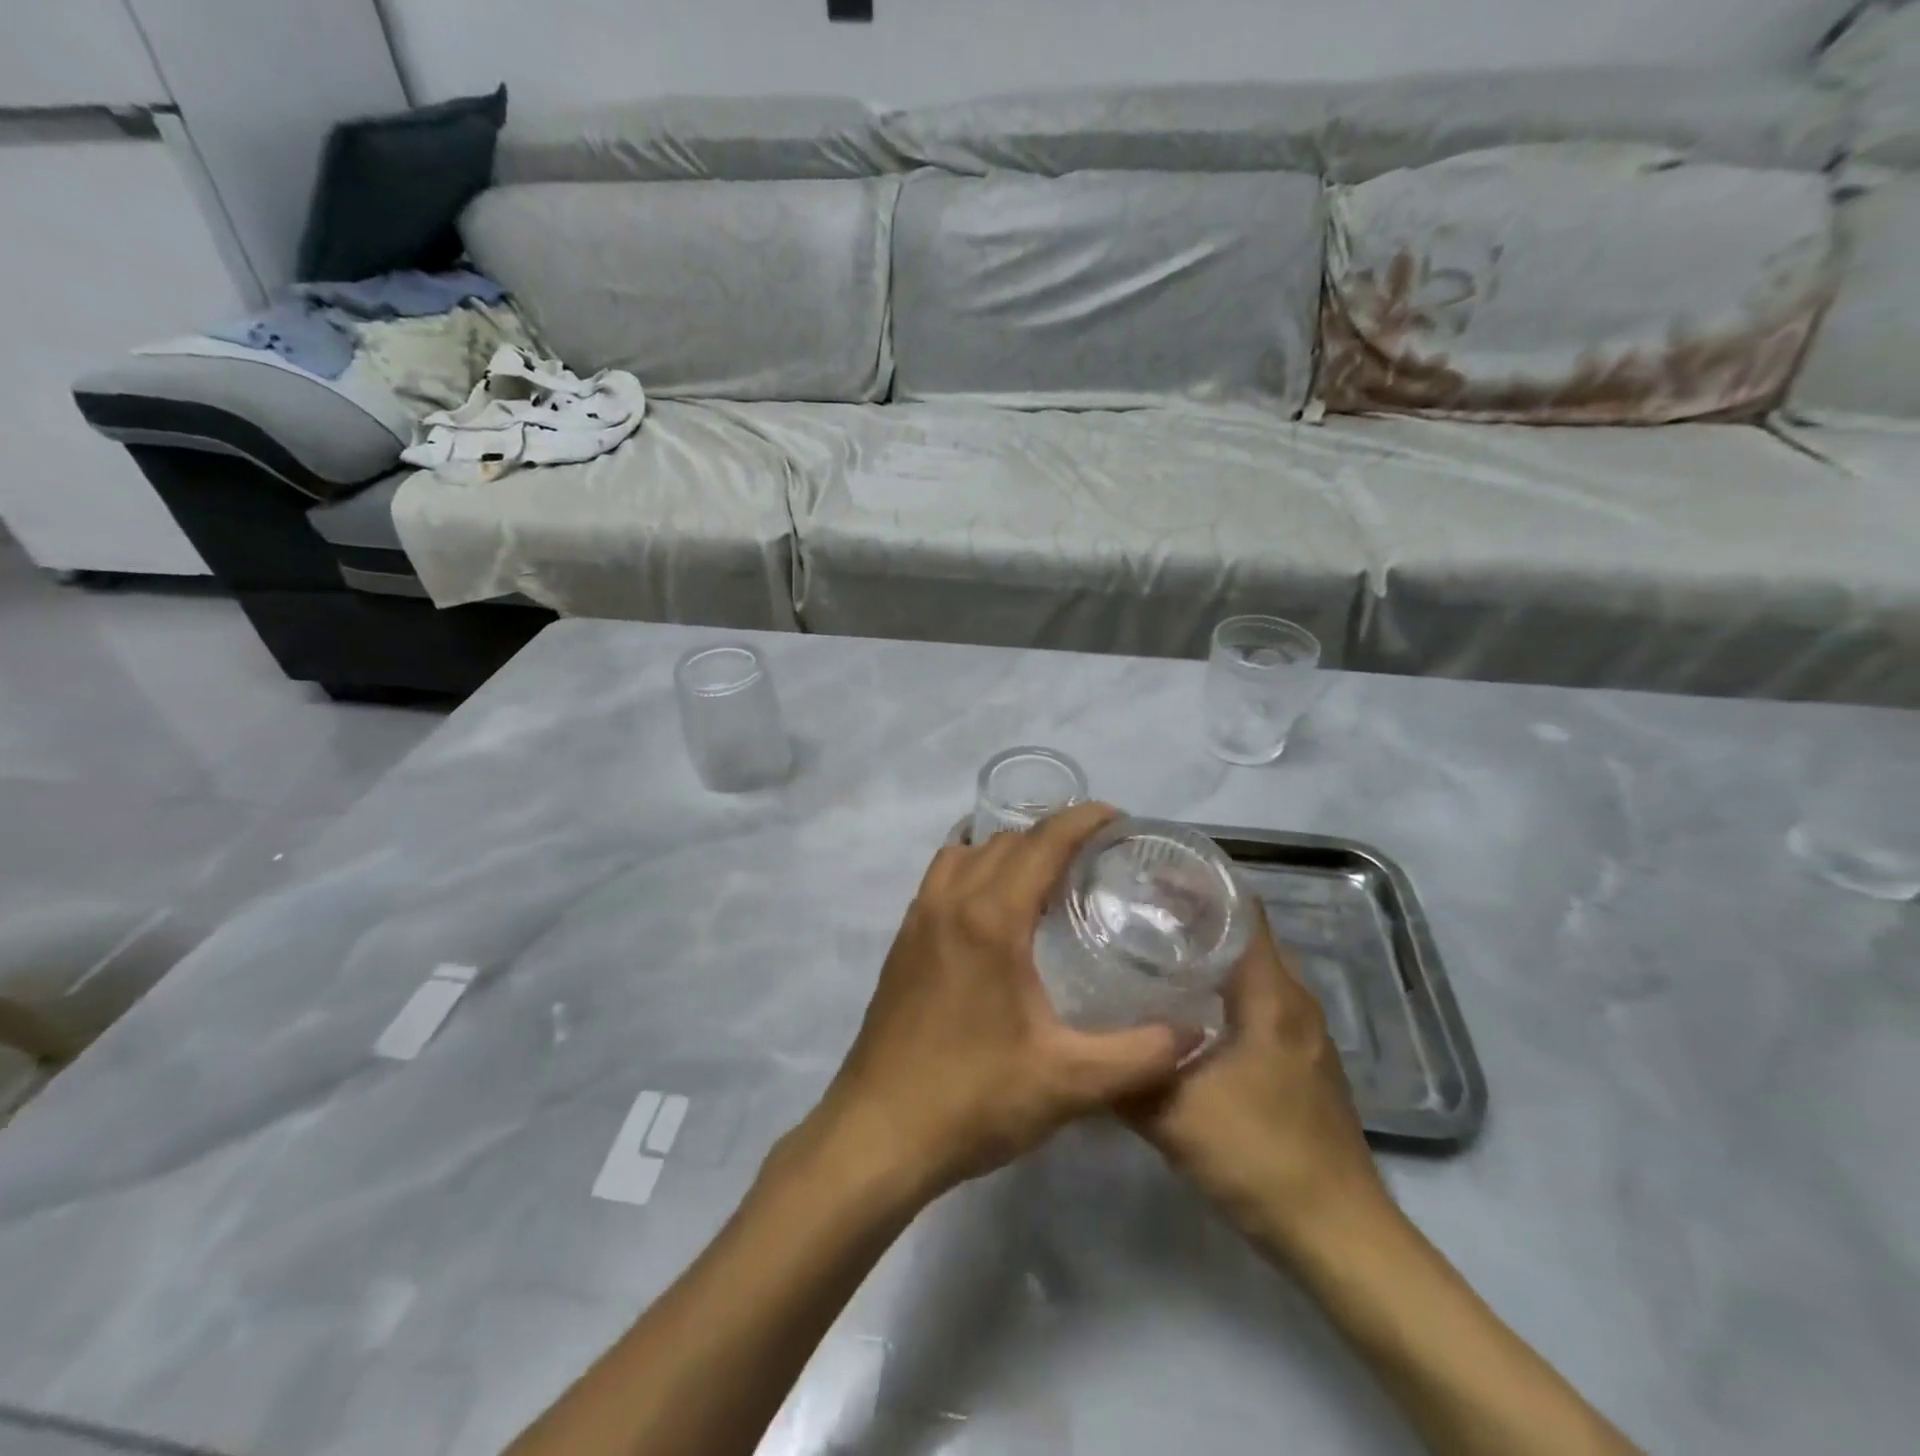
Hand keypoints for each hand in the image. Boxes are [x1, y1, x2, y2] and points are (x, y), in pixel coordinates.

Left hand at [809, 803, 1201, 1202]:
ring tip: (1045, 868)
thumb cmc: (973, 1100)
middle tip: (1095, 852)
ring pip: (967, 852)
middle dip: (1052, 832)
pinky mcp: (902, 941)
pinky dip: (972, 865)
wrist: (878, 1132)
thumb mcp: (1069, 1083)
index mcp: (991, 919)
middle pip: (1006, 841)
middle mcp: (950, 902)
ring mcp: (918, 918)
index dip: (1082, 820)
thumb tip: (1196, 1033)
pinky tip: (992, 902)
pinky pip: (941, 876)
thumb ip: (1141, 1055)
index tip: (1117, 817)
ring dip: (1008, 846)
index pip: (1042, 843)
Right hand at [1126, 904, 1391, 1261]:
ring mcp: (1302, 1032)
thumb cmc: (1260, 1157)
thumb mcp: (1173, 1114)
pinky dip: (1220, 985)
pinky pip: (1256, 999)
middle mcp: (1293, 1000)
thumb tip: (1072, 1040)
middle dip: (1193, 912)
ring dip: (1207, 950)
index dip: (1198, 882)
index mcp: (1271, 995)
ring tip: (1148, 944)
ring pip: (1250, 968)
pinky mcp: (1299, 1059)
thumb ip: (1121, 1074)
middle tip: (1133, 905)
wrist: (1338, 1234)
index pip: (1241, 909)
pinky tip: (1180, 1005)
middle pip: (1244, 932)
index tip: (1148, 872)